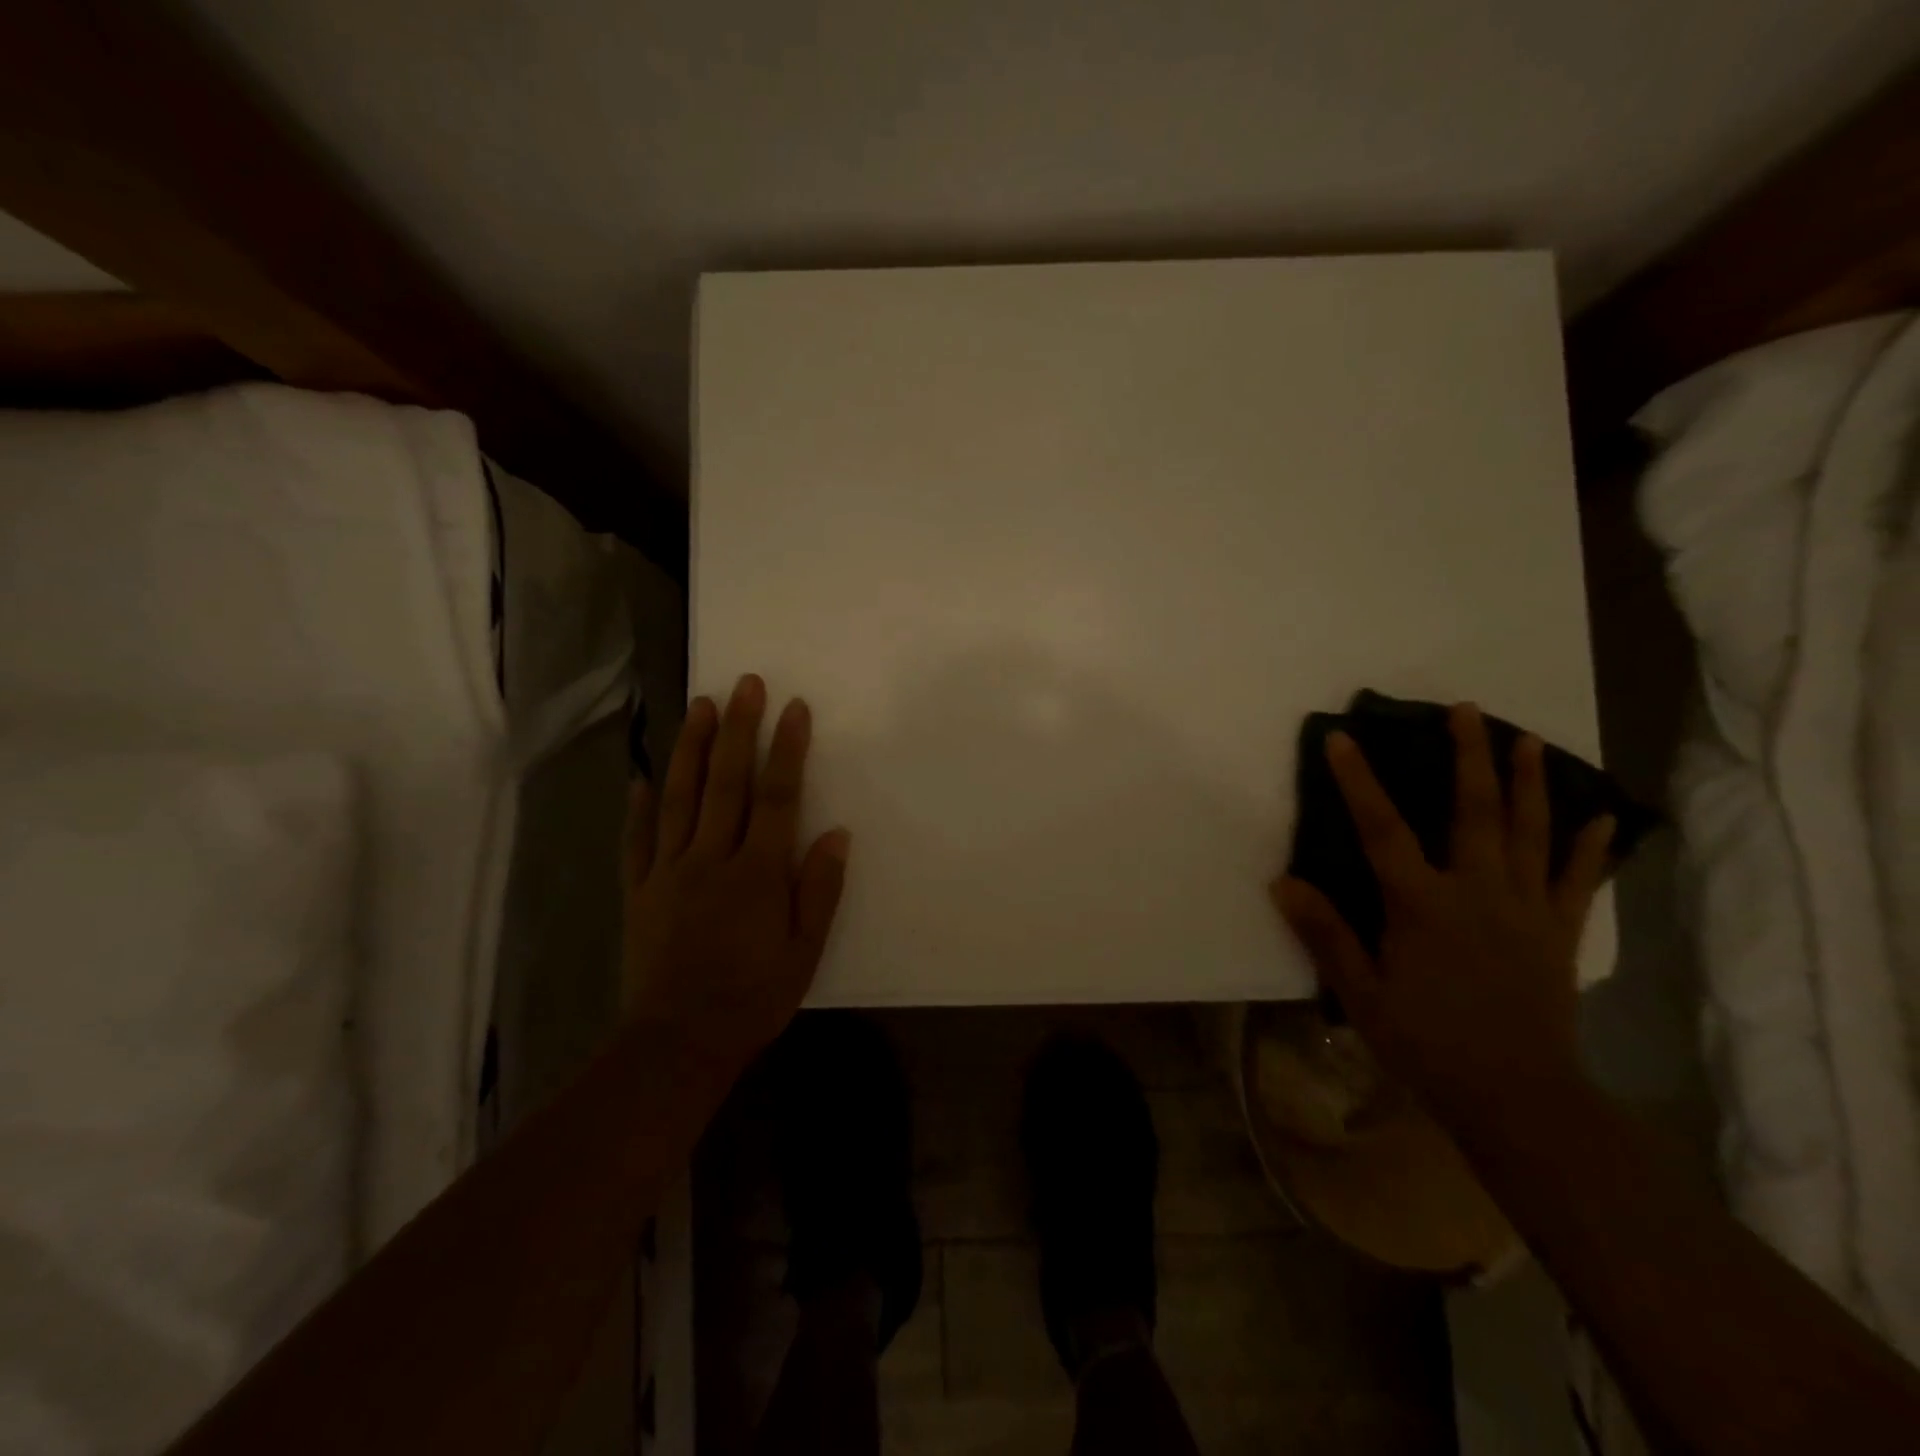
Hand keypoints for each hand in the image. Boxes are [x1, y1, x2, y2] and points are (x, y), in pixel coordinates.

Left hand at [622, 674, 849, 1086]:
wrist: (678, 1042)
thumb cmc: (753, 998)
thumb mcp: (805, 952)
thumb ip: (819, 889)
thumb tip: (836, 833)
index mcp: (757, 874)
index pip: (777, 798)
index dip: (787, 750)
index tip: (794, 708)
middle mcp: (711, 860)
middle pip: (726, 783)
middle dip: (737, 730)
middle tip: (744, 684)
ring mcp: (669, 872)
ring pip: (680, 798)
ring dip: (690, 749)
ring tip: (697, 706)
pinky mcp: (640, 891)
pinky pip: (639, 841)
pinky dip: (640, 807)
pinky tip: (642, 777)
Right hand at [1271, 704, 1614, 1128]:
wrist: (1518, 1099)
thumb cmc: (1427, 1043)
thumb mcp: (1360, 992)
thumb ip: (1324, 933)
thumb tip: (1282, 881)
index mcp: (1422, 905)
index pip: (1383, 830)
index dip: (1359, 782)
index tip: (1343, 738)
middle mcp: (1478, 892)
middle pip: (1475, 812)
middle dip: (1468, 757)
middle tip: (1467, 710)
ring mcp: (1526, 909)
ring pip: (1531, 833)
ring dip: (1529, 783)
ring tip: (1528, 740)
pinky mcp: (1559, 932)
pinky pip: (1577, 880)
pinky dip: (1589, 846)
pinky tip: (1599, 816)